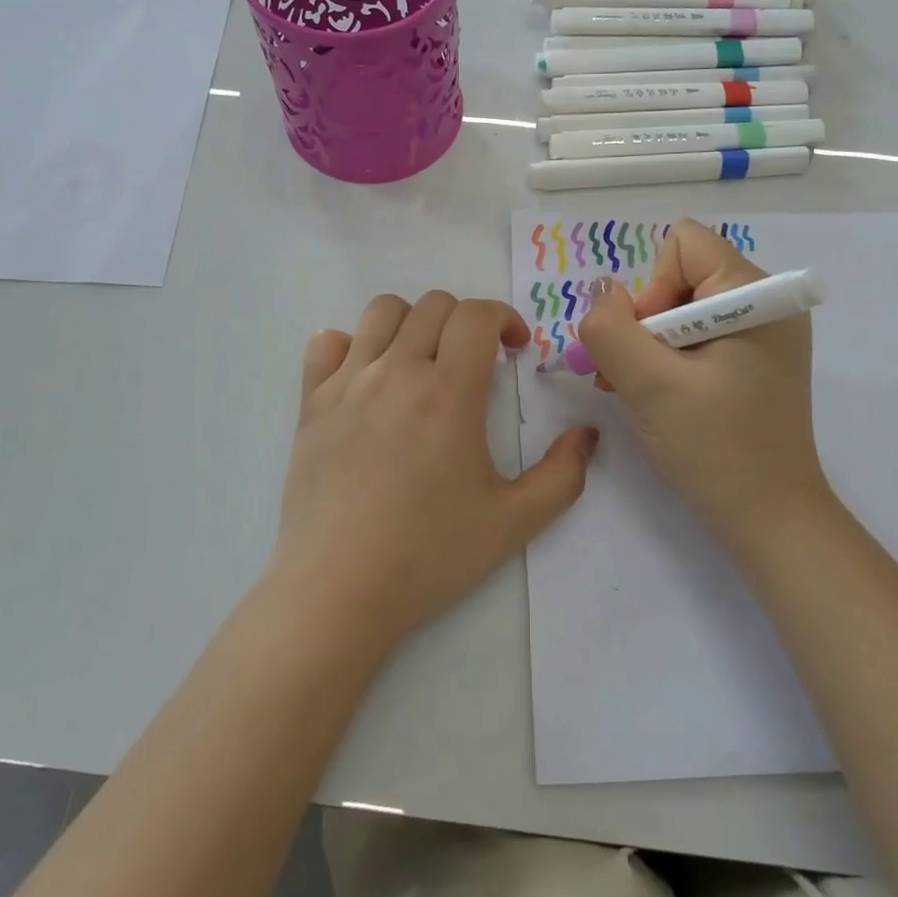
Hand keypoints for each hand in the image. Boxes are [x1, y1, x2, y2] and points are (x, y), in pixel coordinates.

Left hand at [273, 292, 597, 653]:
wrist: (337, 591)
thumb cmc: (429, 555)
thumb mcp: (515, 522)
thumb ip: (563, 474)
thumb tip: (587, 434)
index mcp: (448, 392)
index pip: (476, 315)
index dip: (504, 318)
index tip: (514, 351)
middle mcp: (397, 371)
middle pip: (434, 305)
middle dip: (465, 321)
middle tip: (475, 362)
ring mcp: (348, 383)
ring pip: (382, 312)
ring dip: (413, 323)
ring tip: (422, 361)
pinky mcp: (311, 403)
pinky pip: (326, 343)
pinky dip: (351, 345)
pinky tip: (365, 377)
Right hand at [578, 220, 832, 552]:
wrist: (770, 520)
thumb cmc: (715, 448)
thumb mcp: (649, 385)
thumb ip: (611, 329)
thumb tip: (602, 294)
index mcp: (759, 295)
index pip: (685, 245)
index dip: (653, 288)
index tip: (653, 345)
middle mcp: (768, 304)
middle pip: (681, 276)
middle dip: (647, 322)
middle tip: (636, 375)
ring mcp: (764, 335)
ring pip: (682, 308)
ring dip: (650, 345)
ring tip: (639, 390)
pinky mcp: (754, 362)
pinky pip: (697, 336)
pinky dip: (669, 359)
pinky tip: (658, 396)